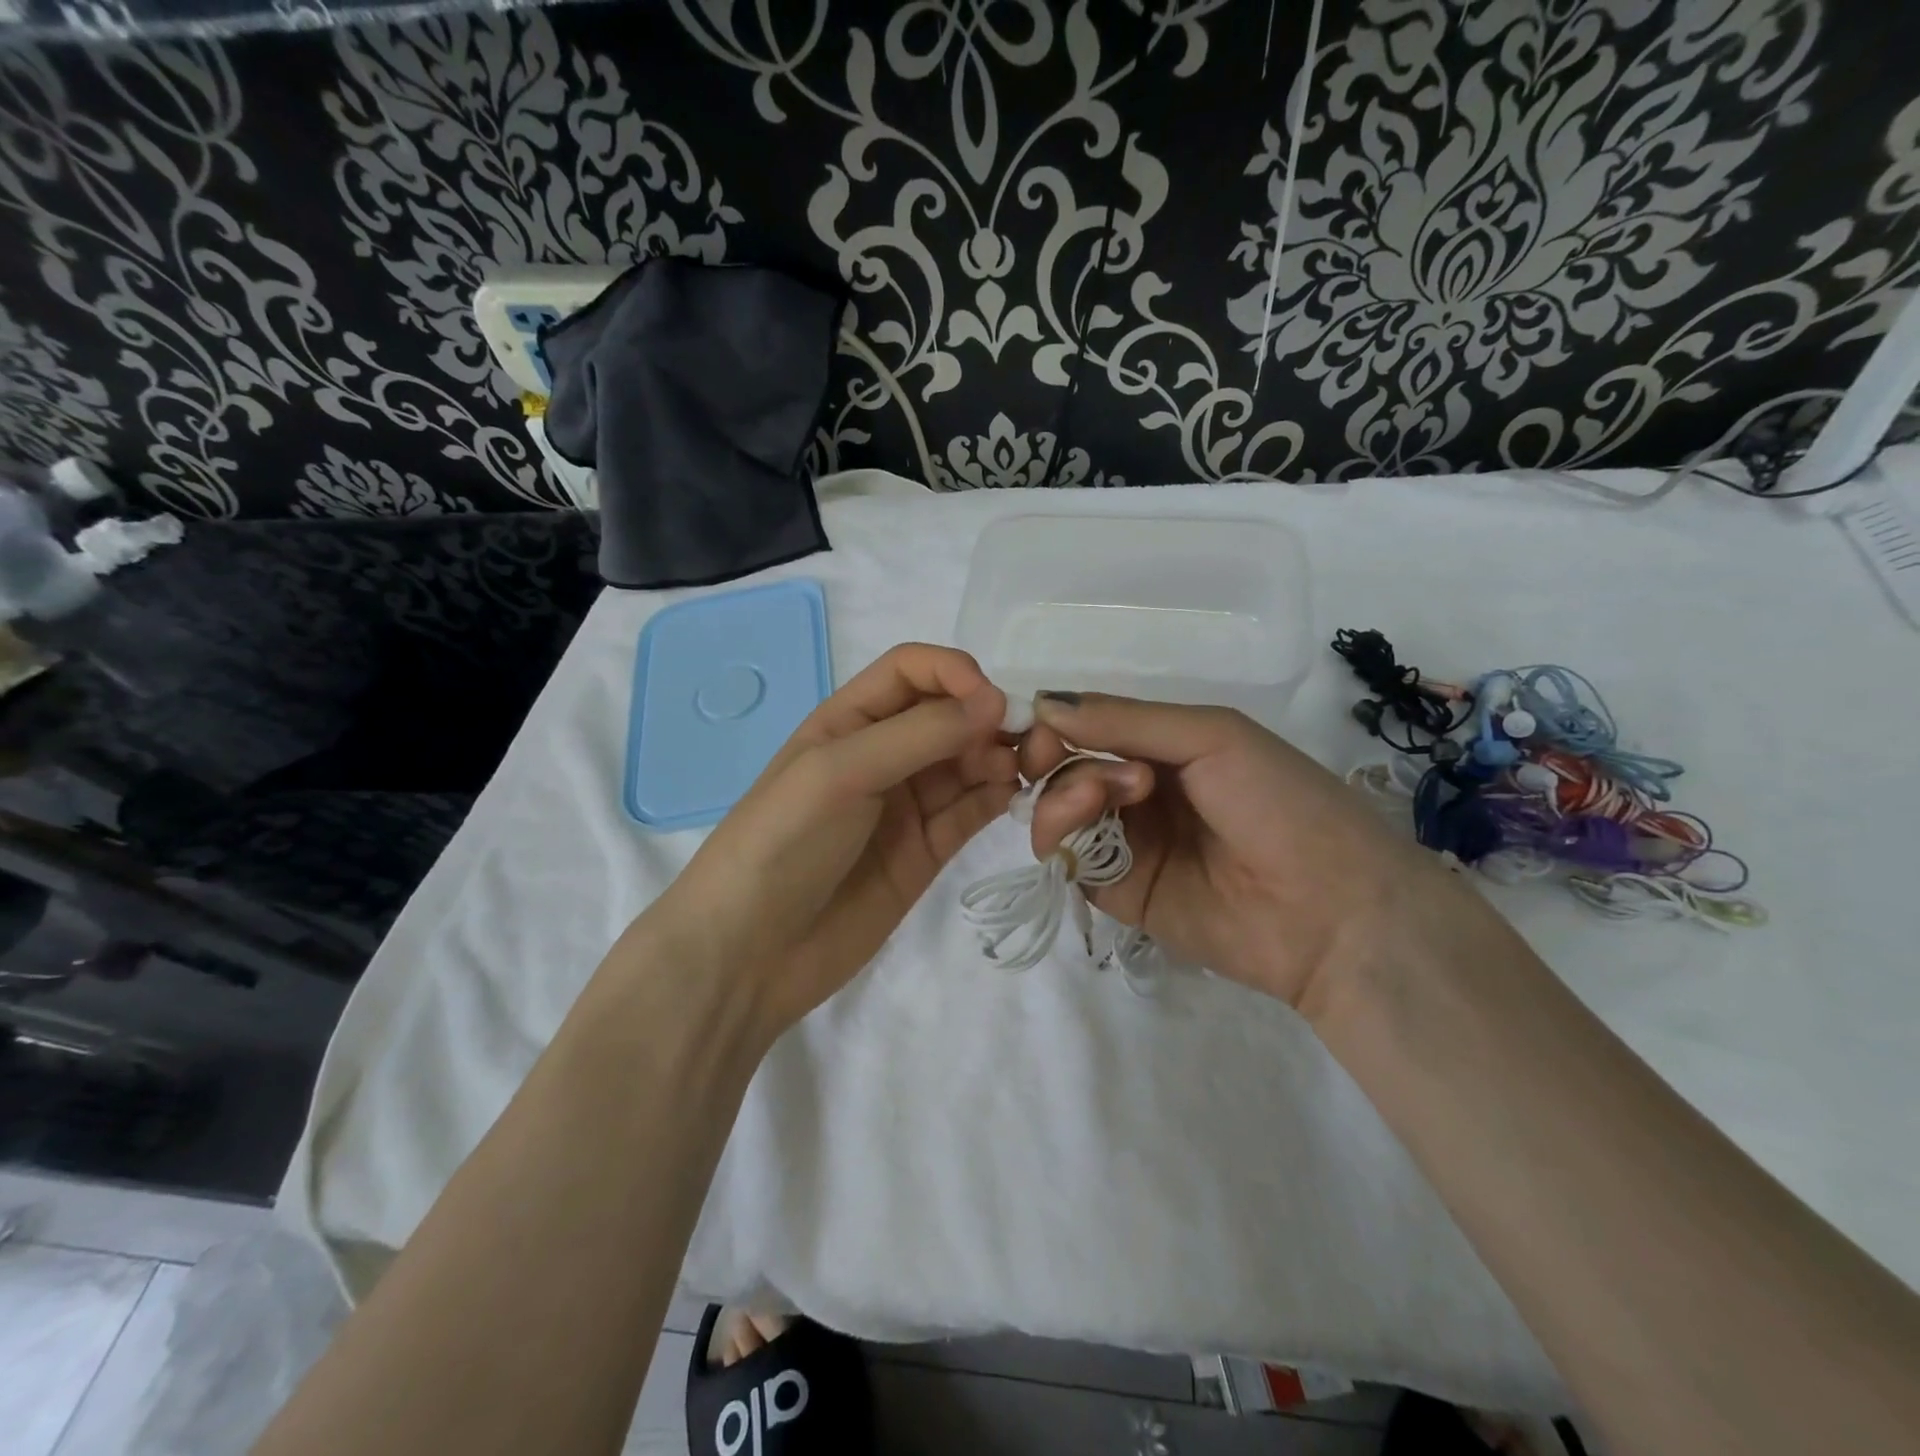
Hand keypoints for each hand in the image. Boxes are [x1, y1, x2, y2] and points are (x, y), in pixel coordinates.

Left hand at [644, 645, 1016, 1035]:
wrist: (750, 952)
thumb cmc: (784, 842)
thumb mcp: (841, 771)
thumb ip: (919, 734)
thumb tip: (996, 702)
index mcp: (850, 719)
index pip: (913, 671)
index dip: (955, 673)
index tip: (992, 702)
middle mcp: (884, 753)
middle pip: (950, 715)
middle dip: (989, 718)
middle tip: (1030, 743)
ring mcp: (907, 804)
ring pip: (969, 761)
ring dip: (1000, 757)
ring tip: (1023, 772)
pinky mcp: (928, 850)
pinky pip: (972, 809)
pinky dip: (997, 797)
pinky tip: (1012, 797)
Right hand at [1019, 693, 1474, 1012]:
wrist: (1331, 909)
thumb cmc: (1279, 802)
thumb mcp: (1209, 736)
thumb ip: (1124, 720)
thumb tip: (1042, 702)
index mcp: (1164, 749)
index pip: (1088, 729)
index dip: (1057, 725)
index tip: (1042, 725)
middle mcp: (1138, 793)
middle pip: (1064, 770)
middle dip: (1058, 757)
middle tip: (1067, 757)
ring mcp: (1127, 844)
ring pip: (1058, 813)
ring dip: (1064, 794)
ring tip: (1108, 795)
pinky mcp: (1118, 893)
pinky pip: (1069, 860)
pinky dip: (1063, 835)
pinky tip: (1092, 823)